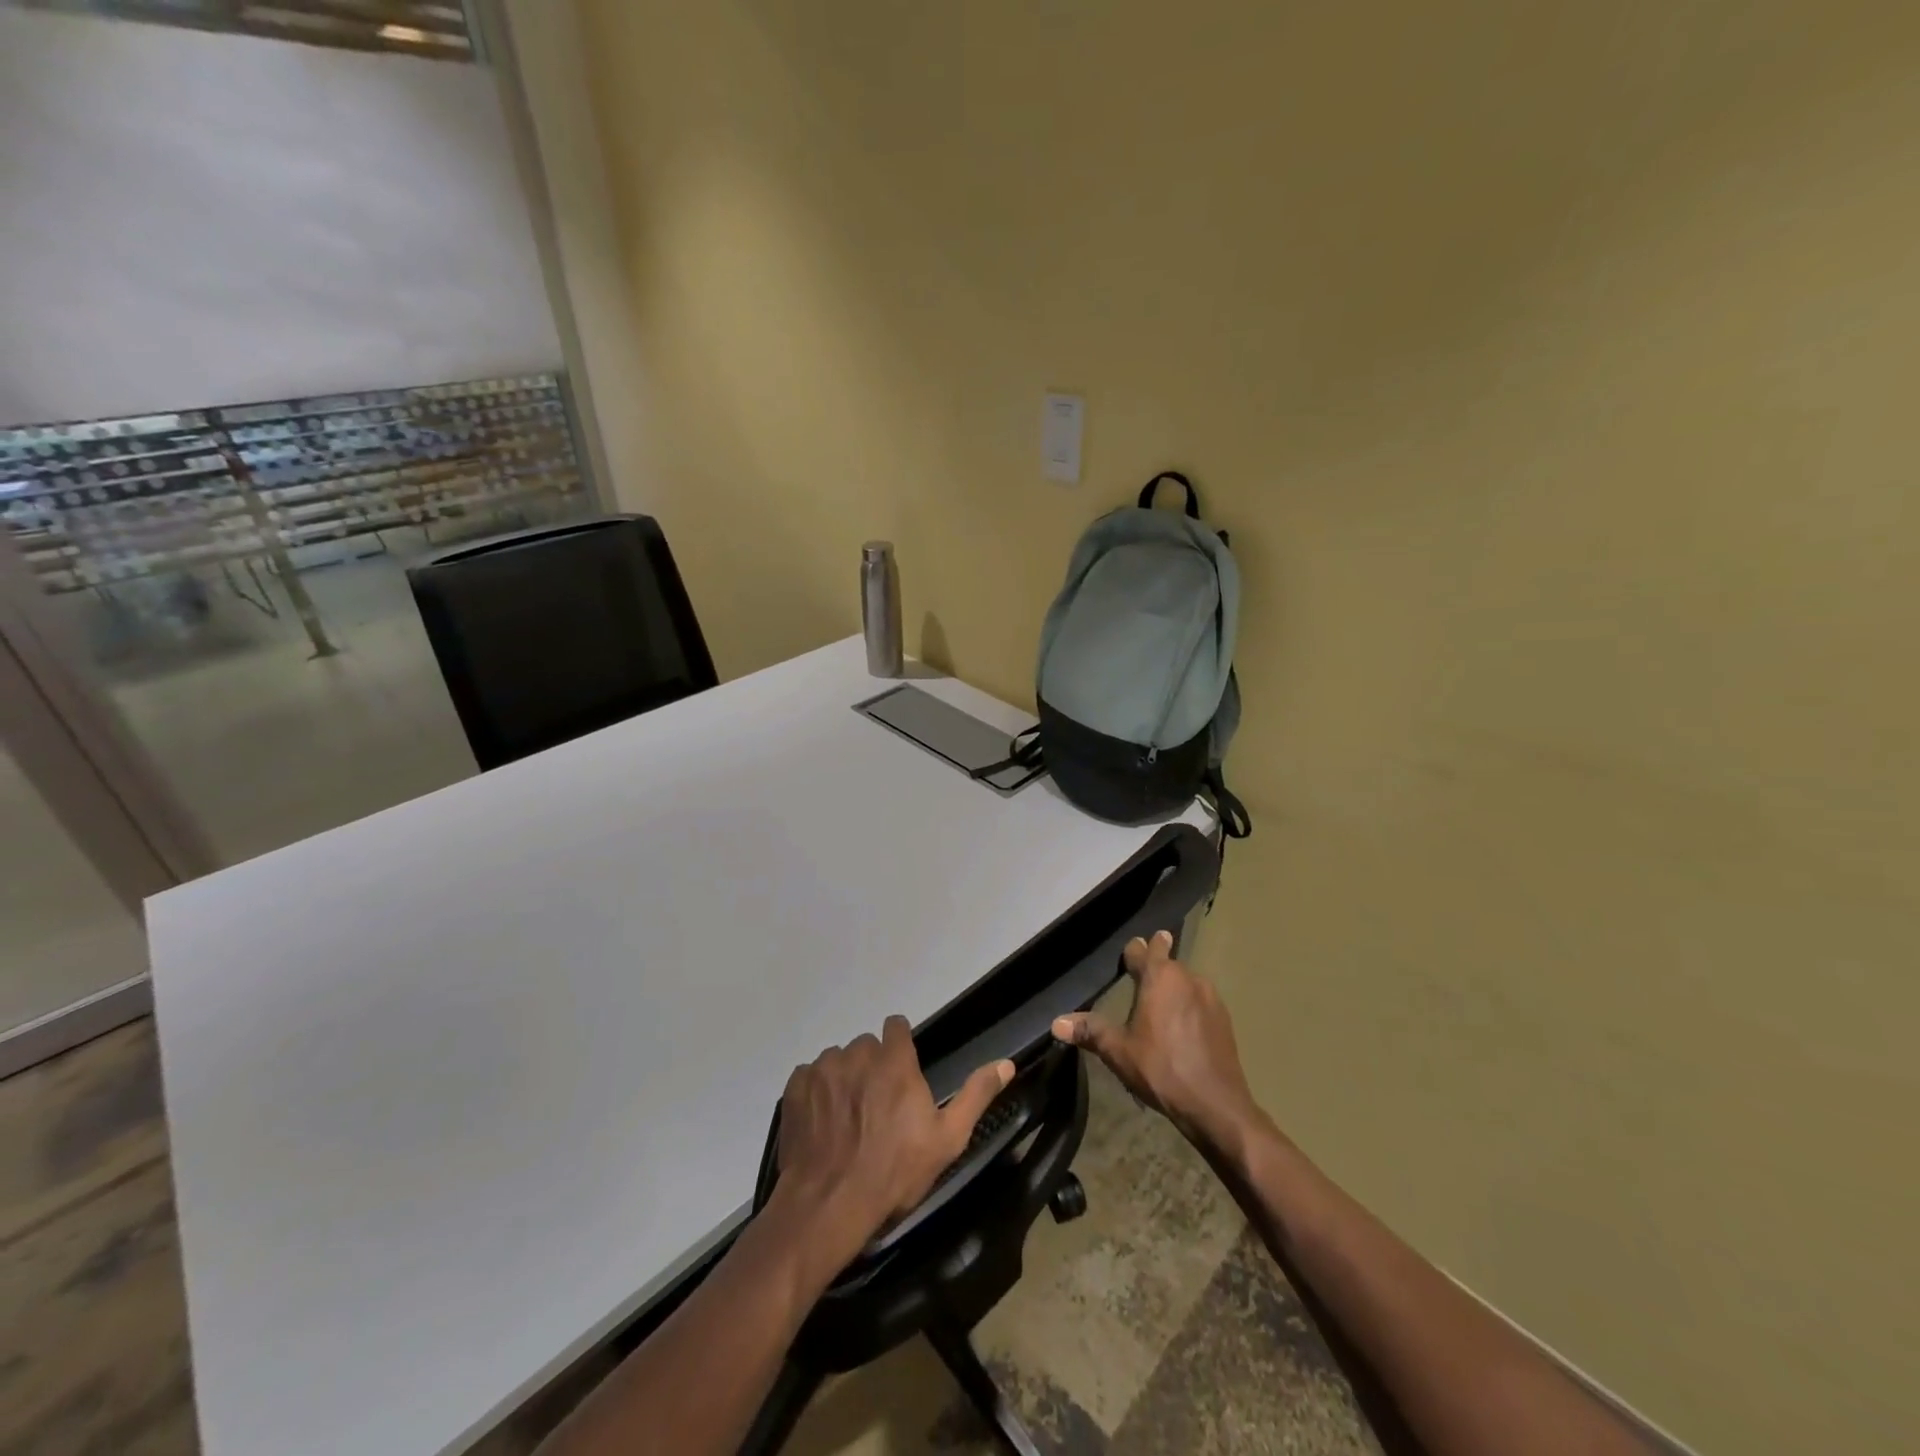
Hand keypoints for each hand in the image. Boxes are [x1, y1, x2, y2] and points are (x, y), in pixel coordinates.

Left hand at [774, 1016, 1011, 1276]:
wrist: (829, 1205)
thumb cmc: (894, 1173)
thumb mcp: (947, 1139)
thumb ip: (976, 1094)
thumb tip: (1006, 1062)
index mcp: (894, 1061)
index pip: (896, 1026)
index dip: (899, 1045)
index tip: (902, 1071)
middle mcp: (857, 1053)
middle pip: (866, 1046)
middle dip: (872, 1066)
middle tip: (876, 1106)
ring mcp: (823, 1069)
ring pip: (837, 1060)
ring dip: (844, 1078)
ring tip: (847, 1118)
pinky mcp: (795, 1088)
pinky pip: (809, 1076)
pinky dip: (816, 1093)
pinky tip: (822, 1123)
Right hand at [1052, 930, 1258, 1152]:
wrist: (1215, 1104)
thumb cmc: (1161, 1069)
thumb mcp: (1119, 1051)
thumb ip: (1090, 1031)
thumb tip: (1056, 1023)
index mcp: (1160, 978)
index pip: (1144, 950)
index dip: (1135, 949)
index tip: (1133, 947)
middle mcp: (1187, 978)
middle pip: (1168, 962)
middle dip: (1156, 963)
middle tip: (1144, 969)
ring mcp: (1210, 997)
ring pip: (1186, 981)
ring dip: (1174, 986)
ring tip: (1161, 1001)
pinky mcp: (1224, 1019)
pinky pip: (1200, 1000)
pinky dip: (1189, 1005)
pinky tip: (1183, 1026)